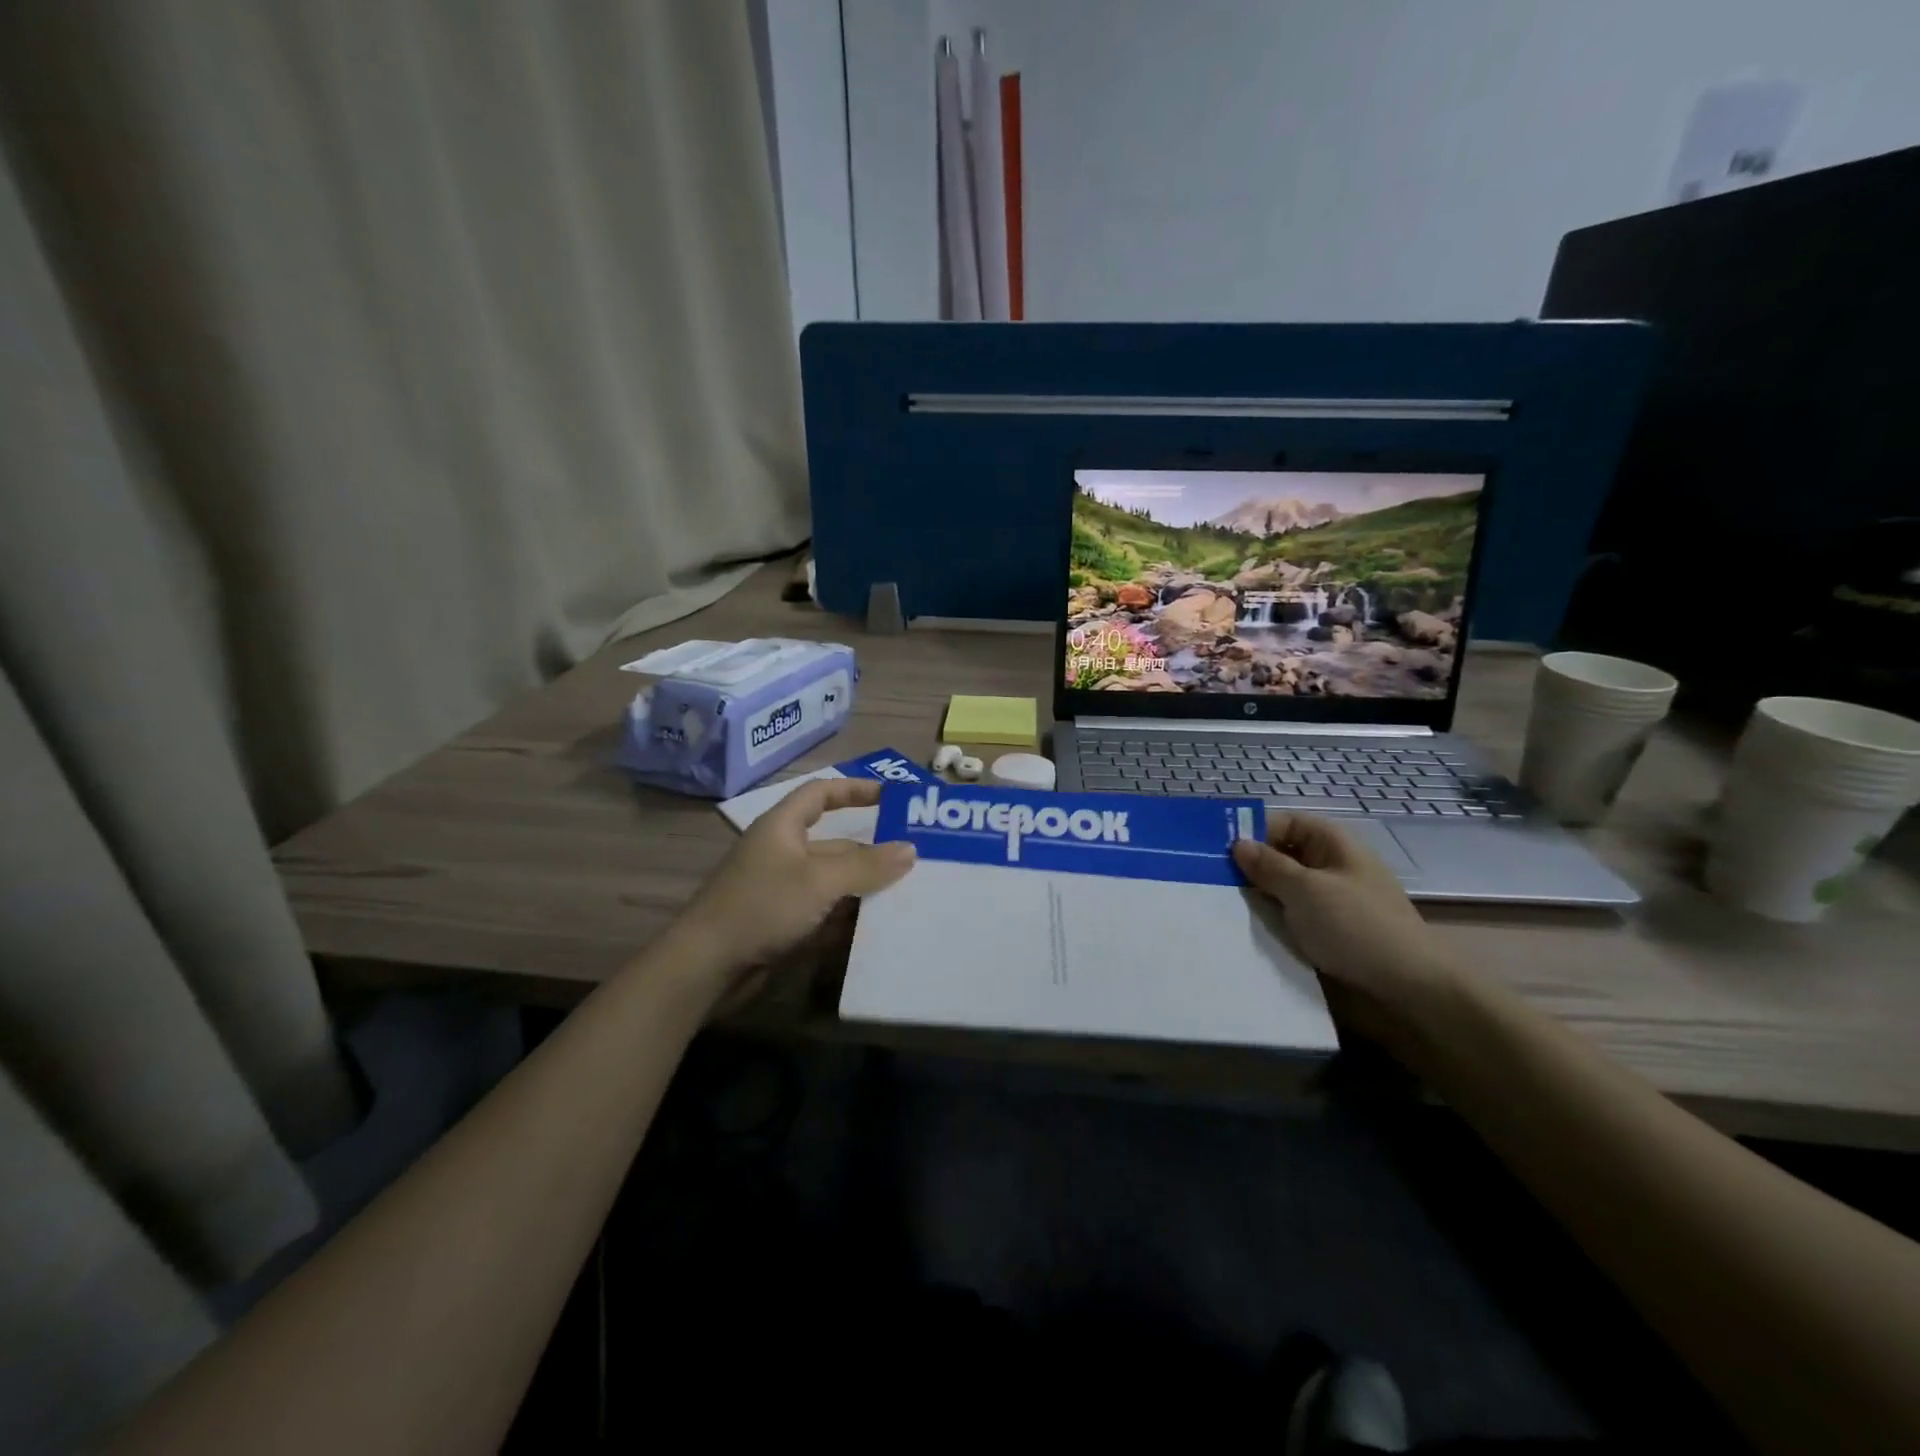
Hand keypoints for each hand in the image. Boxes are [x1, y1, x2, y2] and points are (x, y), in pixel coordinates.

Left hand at [670, 778, 915, 1002]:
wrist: (706, 967)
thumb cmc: (762, 906)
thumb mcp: (820, 880)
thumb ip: (866, 865)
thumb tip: (909, 849)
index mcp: (782, 827)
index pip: (821, 793)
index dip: (854, 789)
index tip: (890, 797)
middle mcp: (781, 853)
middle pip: (834, 844)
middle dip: (870, 852)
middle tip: (913, 861)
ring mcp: (779, 891)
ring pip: (831, 882)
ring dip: (862, 889)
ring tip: (905, 895)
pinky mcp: (780, 924)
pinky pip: (821, 913)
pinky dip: (845, 918)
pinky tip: (874, 929)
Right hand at [1233, 813, 1460, 1053]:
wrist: (1411, 989)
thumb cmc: (1356, 927)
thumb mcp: (1306, 890)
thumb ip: (1268, 865)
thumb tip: (1238, 844)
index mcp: (1332, 844)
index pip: (1283, 822)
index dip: (1253, 832)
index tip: (1219, 852)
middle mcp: (1331, 866)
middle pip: (1281, 855)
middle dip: (1250, 867)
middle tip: (1211, 880)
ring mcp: (1331, 900)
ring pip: (1283, 888)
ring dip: (1259, 897)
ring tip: (1222, 906)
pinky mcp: (1329, 931)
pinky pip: (1292, 916)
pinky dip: (1272, 920)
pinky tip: (1248, 929)